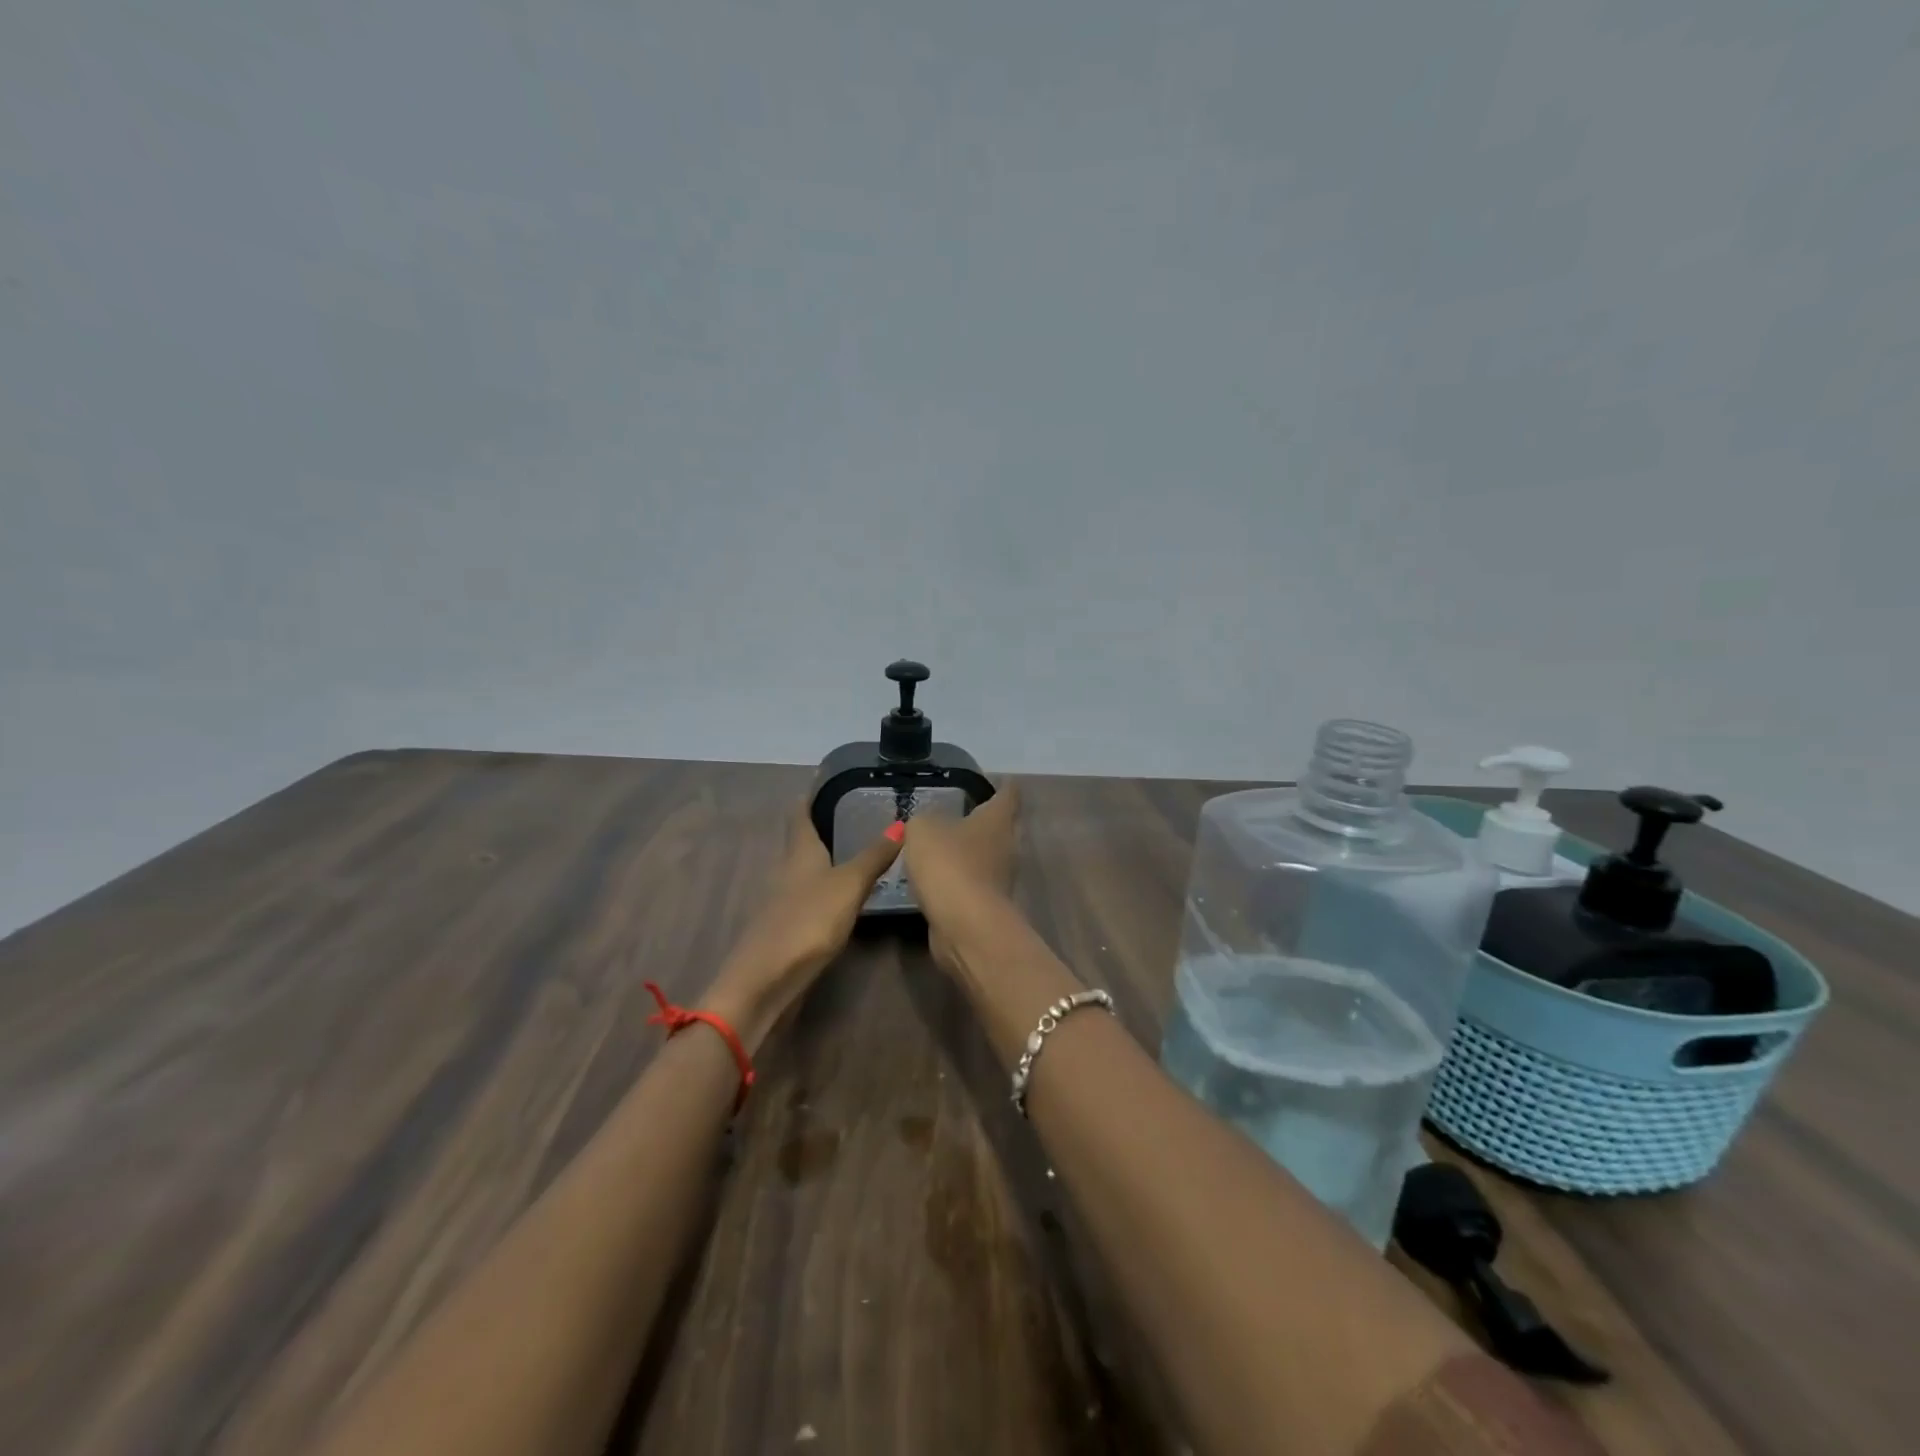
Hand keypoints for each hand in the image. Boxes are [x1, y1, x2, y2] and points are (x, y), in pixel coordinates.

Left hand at [700, 802, 901, 1048]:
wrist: (765, 981)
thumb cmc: (807, 922)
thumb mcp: (848, 886)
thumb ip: (874, 856)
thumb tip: (901, 823)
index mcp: (799, 852)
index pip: (801, 812)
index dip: (812, 793)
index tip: (827, 775)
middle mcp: (788, 870)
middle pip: (802, 839)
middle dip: (823, 824)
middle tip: (855, 810)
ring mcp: (785, 900)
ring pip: (806, 868)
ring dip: (826, 856)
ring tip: (856, 847)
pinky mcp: (789, 927)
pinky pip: (810, 894)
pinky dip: (827, 885)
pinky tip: (844, 894)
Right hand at [901, 781, 1020, 972]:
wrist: (965, 925)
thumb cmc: (949, 864)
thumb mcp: (922, 830)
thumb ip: (922, 821)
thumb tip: (925, 825)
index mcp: (997, 820)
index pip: (1008, 794)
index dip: (1004, 785)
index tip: (999, 779)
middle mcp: (1007, 846)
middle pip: (1001, 827)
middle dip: (985, 820)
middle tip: (962, 812)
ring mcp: (1001, 878)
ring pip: (987, 857)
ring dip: (970, 852)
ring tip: (944, 845)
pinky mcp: (988, 905)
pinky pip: (973, 883)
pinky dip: (960, 879)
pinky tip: (938, 878)